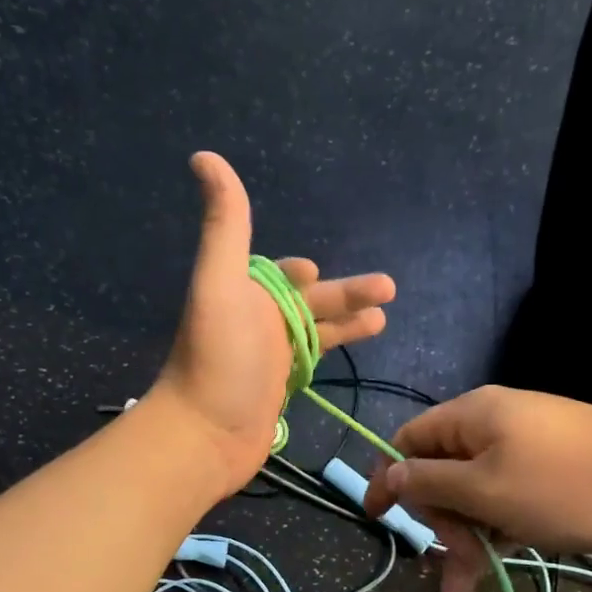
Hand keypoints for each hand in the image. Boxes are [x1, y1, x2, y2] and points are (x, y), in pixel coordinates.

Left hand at [151, 152, 395, 492]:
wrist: (204, 434)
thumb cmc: (217, 358)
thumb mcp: (221, 283)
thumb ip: (225, 225)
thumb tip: (204, 156)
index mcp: (244, 294)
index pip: (277, 275)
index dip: (297, 272)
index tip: (314, 270)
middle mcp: (255, 323)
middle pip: (308, 303)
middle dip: (345, 294)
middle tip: (388, 288)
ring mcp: (267, 360)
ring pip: (315, 333)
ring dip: (347, 323)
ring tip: (384, 318)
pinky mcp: (278, 392)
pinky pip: (310, 364)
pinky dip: (332, 355)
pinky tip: (354, 355)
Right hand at [362, 386, 591, 591]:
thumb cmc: (563, 486)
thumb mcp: (485, 489)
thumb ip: (429, 482)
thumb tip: (388, 473)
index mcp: (471, 416)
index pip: (408, 440)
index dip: (388, 478)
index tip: (377, 518)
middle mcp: (493, 425)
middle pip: (442, 471)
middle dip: (440, 521)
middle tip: (453, 565)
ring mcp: (525, 448)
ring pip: (475, 492)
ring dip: (468, 536)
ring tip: (471, 586)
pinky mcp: (550, 471)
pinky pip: (506, 497)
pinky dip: (497, 529)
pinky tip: (499, 561)